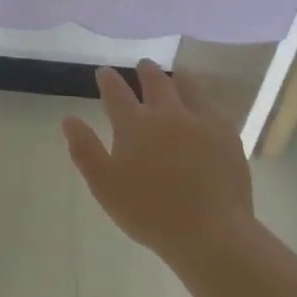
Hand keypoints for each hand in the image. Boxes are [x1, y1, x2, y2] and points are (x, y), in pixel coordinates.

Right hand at [62, 61, 255, 260]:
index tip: (104, 71)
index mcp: (134, 124)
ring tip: (176, 74)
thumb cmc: (148, 211)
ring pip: (188, 88)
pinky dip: (203, 100)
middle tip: (142, 64)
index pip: (116, 93)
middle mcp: (167, 114)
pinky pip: (213, 108)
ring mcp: (201, 122)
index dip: (108, 80)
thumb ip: (85, 149)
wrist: (209, 231)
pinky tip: (204, 107)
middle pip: (155, 83)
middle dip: (145, 72)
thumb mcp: (104, 184)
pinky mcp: (227, 137)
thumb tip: (69, 119)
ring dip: (178, 78)